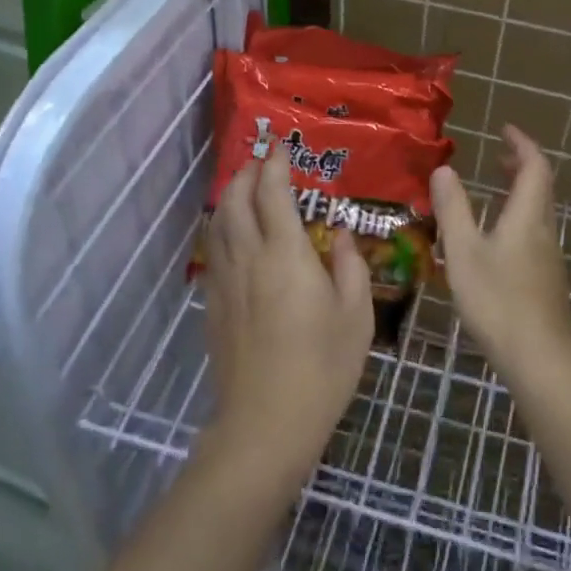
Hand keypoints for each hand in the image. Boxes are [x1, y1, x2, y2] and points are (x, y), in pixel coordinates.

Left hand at [202, 152, 373, 479]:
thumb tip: (341, 234)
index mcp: (287, 254)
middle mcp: (249, 258)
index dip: (275, 165)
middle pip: (237, 200)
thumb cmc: (323, 367)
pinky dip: (222, 229)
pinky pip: (214, 251)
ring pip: (219, 224)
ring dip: (230, 198)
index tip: (282, 148)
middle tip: (262, 162)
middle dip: (247, 174)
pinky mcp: (214, 305)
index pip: (273, 193)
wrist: (266, 423)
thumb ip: (350, 265)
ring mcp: (226, 281)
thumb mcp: (356, 315)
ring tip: (245, 189)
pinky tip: (233, 236)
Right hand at [431, 125, 570, 374]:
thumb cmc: (497, 300)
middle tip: (498, 156)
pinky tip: (498, 237)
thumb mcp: (463, 251)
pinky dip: (519, 217)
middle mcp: (545, 230)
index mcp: (528, 216)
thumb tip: (444, 169)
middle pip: (541, 186)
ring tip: (496, 189)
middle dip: (522, 165)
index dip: (522, 144)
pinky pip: (536, 232)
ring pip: (540, 211)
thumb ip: (453, 209)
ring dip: (521, 191)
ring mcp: (549, 256)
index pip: (535, 166)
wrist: (538, 357)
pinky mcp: (547, 279)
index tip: (504, 129)